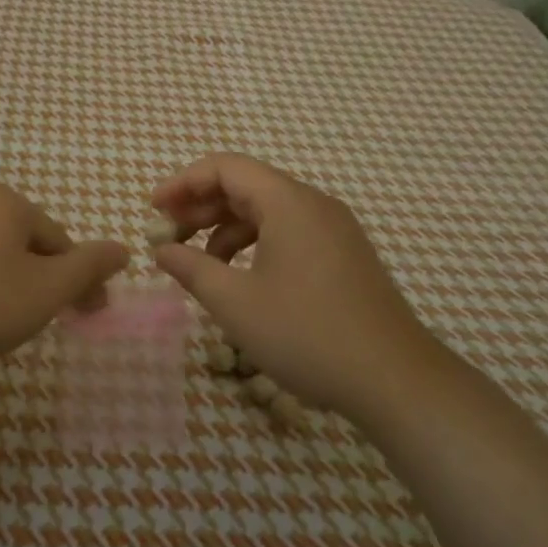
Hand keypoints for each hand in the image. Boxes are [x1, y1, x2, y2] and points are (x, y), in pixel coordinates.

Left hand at [0, 183, 129, 384]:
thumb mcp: (46, 290)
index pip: (59, 240)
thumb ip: (89, 267)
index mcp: (4, 200)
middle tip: (45, 321)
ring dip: (11, 283)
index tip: (86, 315)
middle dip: (43, 280)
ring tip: (4, 323)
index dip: (77, 280)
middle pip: (26, 242)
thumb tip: (123, 249)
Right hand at [150, 153, 444, 423]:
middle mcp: (314, 204)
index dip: (182, 183)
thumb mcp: (235, 303)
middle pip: (246, 186)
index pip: (225, 168)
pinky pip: (289, 232)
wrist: (394, 378)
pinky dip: (255, 244)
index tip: (152, 211)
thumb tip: (162, 250)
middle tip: (168, 237)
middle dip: (201, 206)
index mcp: (288, 202)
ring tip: (200, 263)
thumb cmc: (306, 334)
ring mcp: (334, 229)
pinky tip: (240, 278)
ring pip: (267, 211)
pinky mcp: (344, 254)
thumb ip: (191, 268)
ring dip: (226, 229)